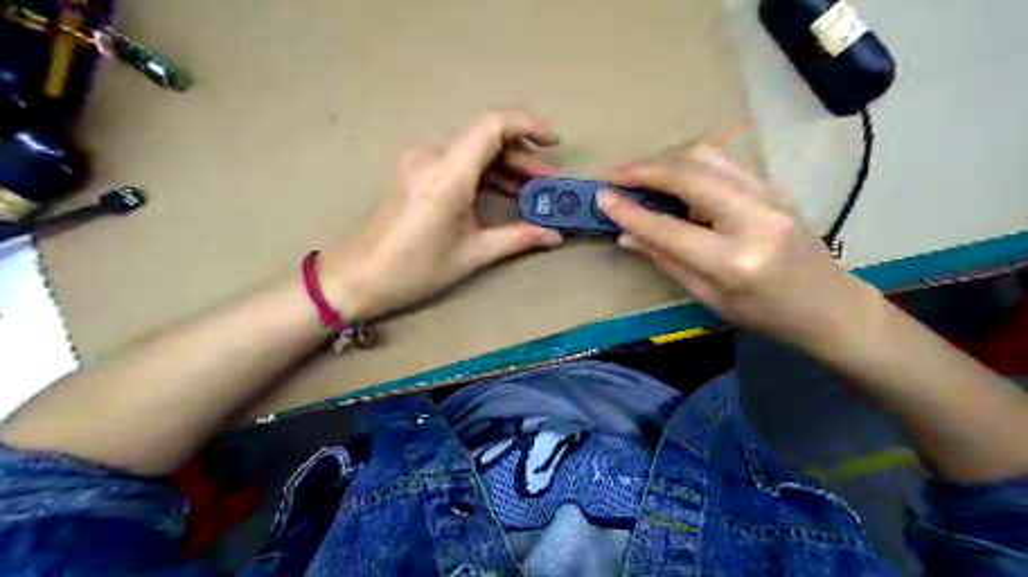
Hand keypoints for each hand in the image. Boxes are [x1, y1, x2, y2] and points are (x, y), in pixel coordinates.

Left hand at [323, 108, 565, 317]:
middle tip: (548, 183)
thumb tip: (555, 236)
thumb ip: (518, 238)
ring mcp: (421, 160)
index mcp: (447, 175)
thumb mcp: (472, 254)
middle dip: (523, 155)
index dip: (528, 125)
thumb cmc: (416, 269)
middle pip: (487, 136)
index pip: (493, 126)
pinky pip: (459, 159)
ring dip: (506, 164)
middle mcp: (433, 157)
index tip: (554, 142)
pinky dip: (485, 171)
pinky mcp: (416, 170)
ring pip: (474, 147)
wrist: (362, 275)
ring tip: (531, 191)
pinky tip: (503, 193)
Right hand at [599, 141, 879, 351]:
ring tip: (639, 172)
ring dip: (667, 159)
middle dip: (646, 169)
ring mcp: (769, 195)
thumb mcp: (708, 297)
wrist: (828, 304)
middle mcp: (754, 219)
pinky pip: (723, 163)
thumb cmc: (764, 313)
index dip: (631, 212)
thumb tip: (626, 235)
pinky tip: (673, 176)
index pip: (669, 228)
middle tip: (616, 175)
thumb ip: (666, 260)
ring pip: (708, 157)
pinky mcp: (774, 185)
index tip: (602, 197)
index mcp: (734, 261)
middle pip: (690, 174)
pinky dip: (690, 163)